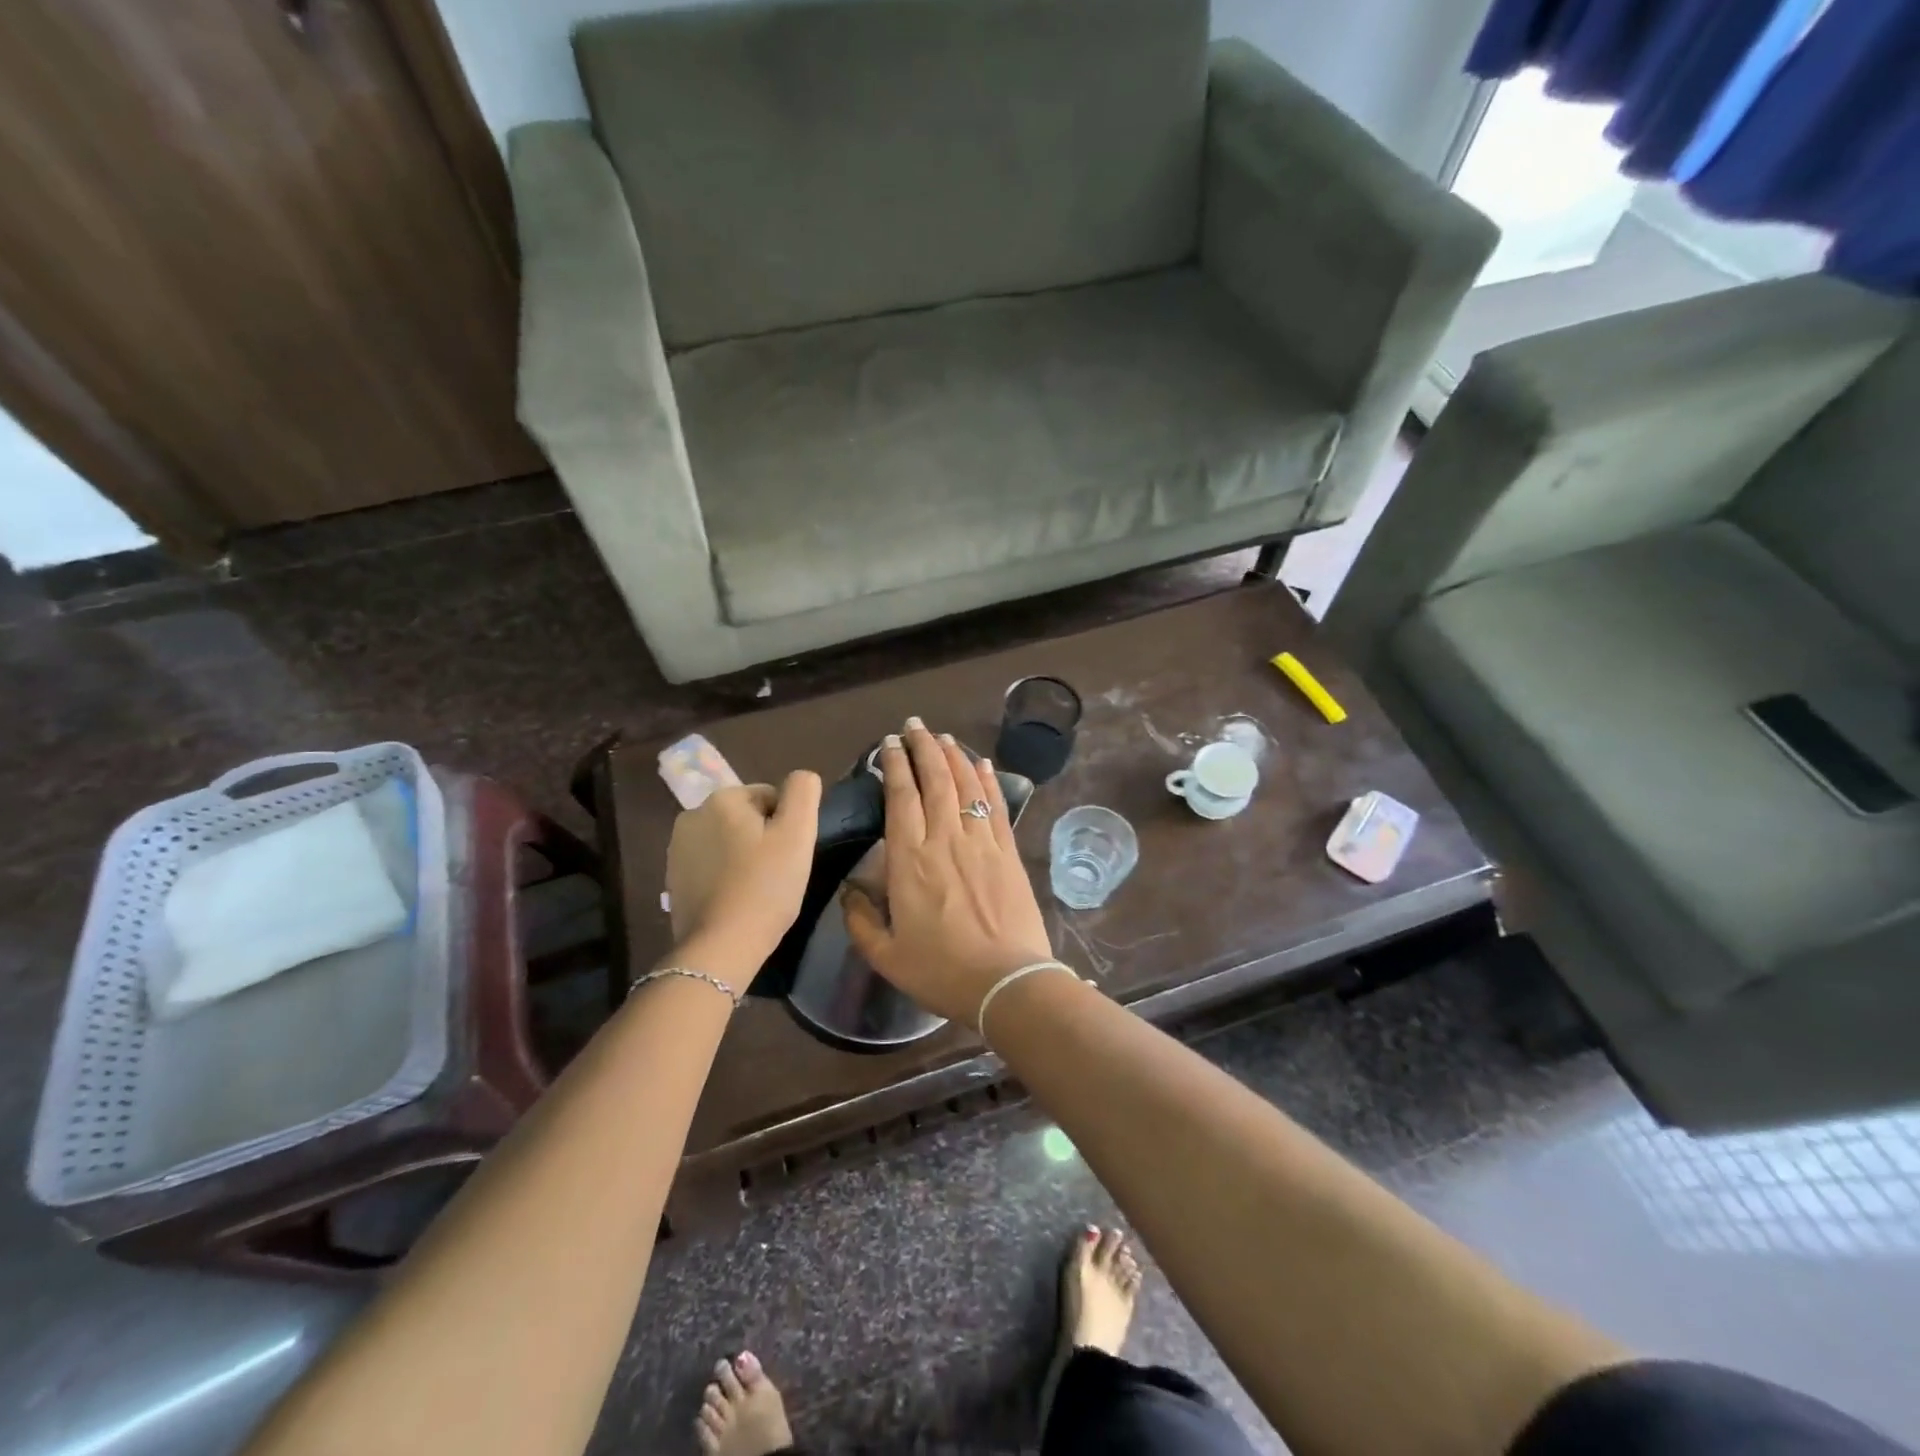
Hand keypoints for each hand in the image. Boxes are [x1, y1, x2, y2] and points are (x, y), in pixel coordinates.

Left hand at [666, 772, 821, 991]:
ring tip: (758, 889)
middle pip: (747, 818)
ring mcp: (677, 849)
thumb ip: (803, 792)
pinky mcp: (673, 879)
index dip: (787, 825)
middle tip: (777, 873)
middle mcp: (692, 815)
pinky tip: (736, 900)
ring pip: (728, 842)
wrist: (721, 946)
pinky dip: (726, 876)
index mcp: (722, 799)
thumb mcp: (798, 834)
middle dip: (764, 839)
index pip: (771, 797)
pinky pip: (711, 866)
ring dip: (744, 857)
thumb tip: (802, 778)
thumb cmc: (766, 886)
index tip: (790, 855)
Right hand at [843, 721, 1053, 1026]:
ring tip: (944, 737)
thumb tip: (850, 890)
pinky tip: (982, 764)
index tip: (889, 745)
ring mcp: (980, 843)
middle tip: (915, 726)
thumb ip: (861, 920)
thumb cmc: (941, 971)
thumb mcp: (885, 956)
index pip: (900, 797)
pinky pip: (995, 806)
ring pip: (965, 785)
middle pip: (934, 780)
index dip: (894, 765)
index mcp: (908, 860)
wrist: (1007, 983)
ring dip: (953, 756)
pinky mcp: (1008, 853)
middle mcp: (944, 839)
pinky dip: (987, 780)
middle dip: (923, 747)